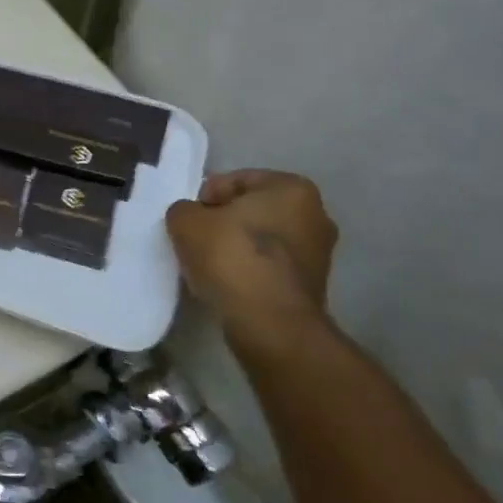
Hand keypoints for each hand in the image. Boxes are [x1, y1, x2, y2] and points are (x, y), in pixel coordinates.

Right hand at [166, 169, 337, 344]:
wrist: (269, 323)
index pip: (236, 180)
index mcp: (292, 188)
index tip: (188, 218)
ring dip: (236, 247)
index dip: (205, 197)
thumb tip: (191, 217)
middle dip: (224, 221)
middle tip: (195, 238)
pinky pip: (270, 267)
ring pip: (262, 240)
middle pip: (253, 210)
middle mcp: (316, 214)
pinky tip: (226, 283)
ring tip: (207, 264)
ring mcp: (319, 253)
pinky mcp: (313, 286)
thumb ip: (184, 210)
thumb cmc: (231, 257)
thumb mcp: (186, 221)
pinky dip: (249, 270)